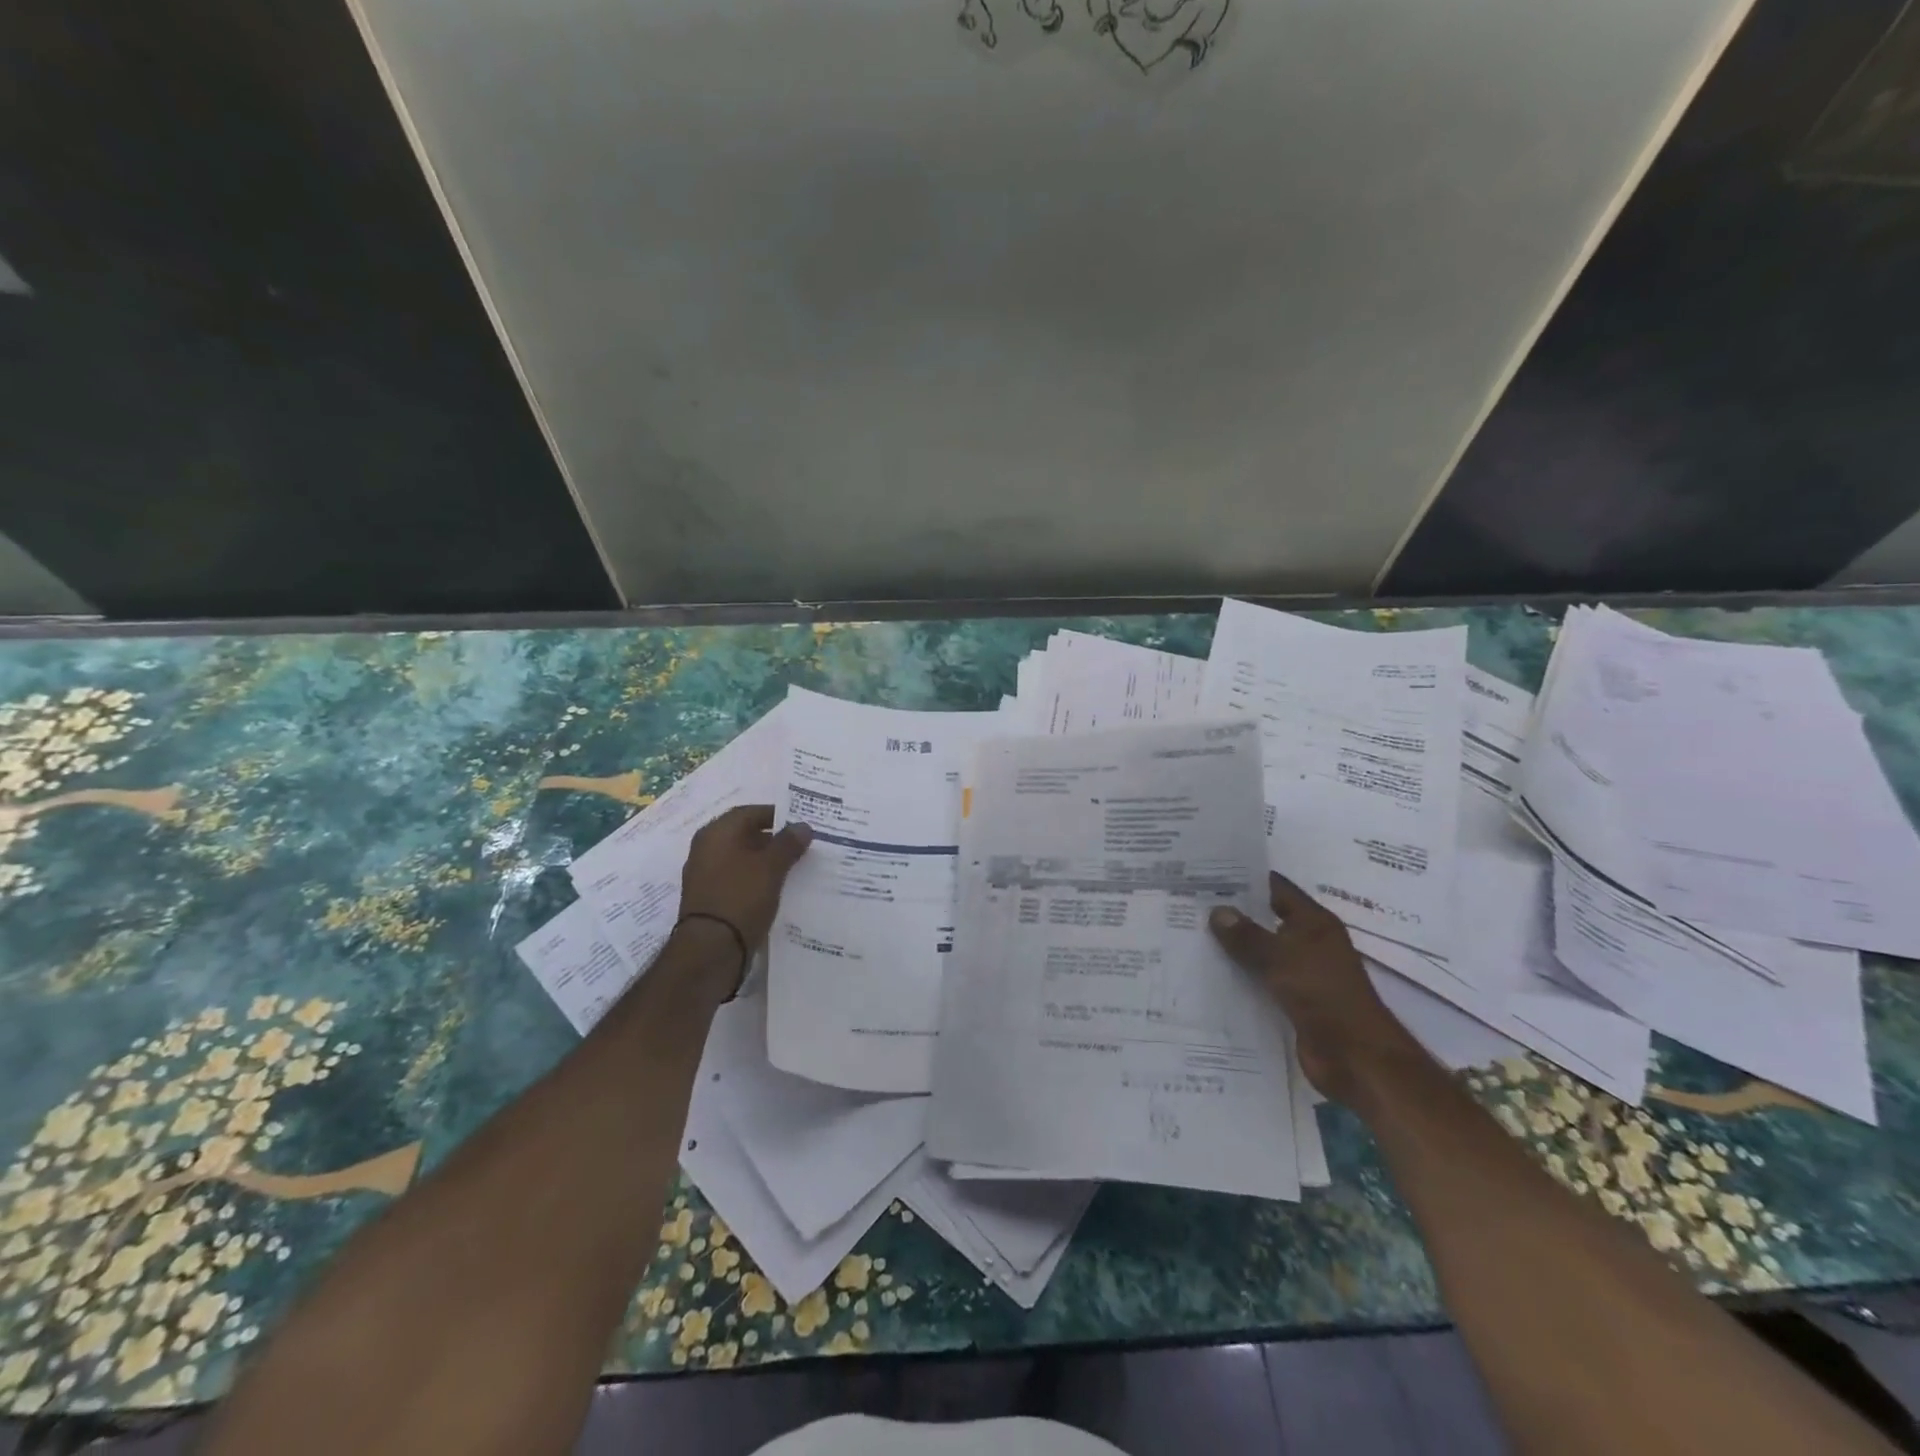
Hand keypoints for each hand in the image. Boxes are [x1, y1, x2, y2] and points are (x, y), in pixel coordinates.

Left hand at [678, 805, 812, 959]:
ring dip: (766, 860)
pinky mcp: (710, 899)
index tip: (801, 823)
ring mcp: (705, 875)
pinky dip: (756, 879)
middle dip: (773, 838)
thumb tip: (803, 826)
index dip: (776, 815)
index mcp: (717, 833)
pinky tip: (776, 889)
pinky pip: (738, 879)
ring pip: (742, 858)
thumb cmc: (741, 898)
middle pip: (744, 835)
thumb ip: (788, 843)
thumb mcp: (771, 867)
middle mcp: (706, 849)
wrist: (710, 950)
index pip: (749, 812)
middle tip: (802, 845)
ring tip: (795, 867)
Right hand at [1209, 872, 1426, 1107]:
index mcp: (1314, 923)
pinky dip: (1239, 978)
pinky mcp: (1293, 1002)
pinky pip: (1260, 982)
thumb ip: (1247, 935)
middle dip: (1232, 913)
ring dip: (1233, 948)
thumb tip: (1217, 910)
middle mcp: (1309, 943)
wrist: (1356, 1057)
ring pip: (1260, 953)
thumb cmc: (1324, 995)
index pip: (1276, 888)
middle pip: (1265, 920)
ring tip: (1189, 934)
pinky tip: (1207, 974)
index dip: (1246, 878)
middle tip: (1189, 902)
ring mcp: (1301, 974)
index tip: (1209, 870)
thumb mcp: (1281, 958)